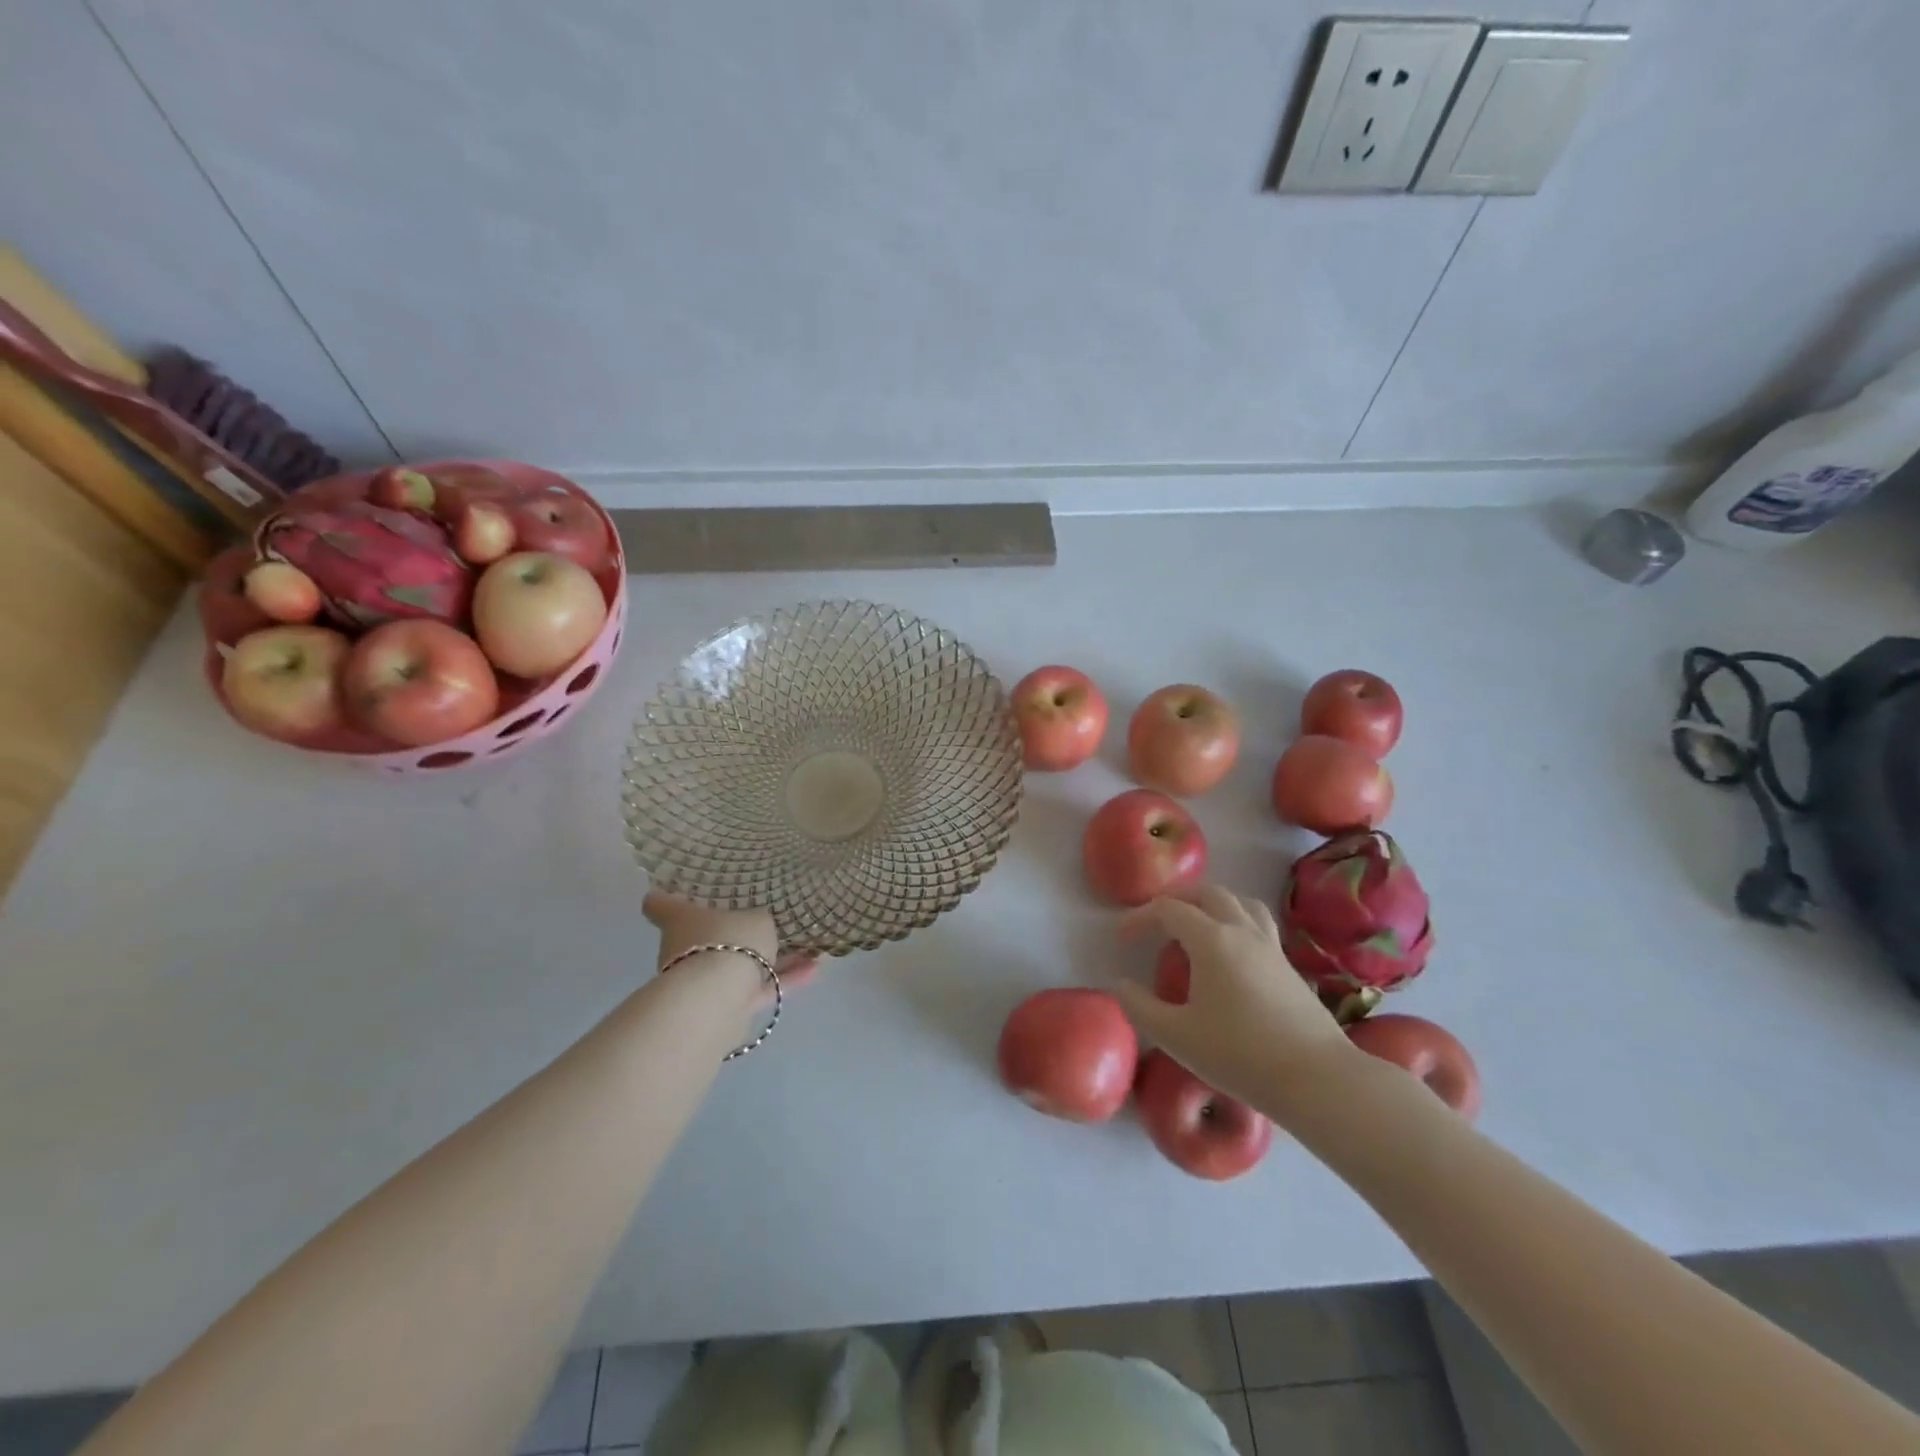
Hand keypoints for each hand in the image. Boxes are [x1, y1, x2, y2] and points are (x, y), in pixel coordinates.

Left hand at [641, 892, 818, 1006]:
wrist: (717, 998)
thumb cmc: (728, 941)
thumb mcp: (755, 919)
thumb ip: (757, 920)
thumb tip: (756, 926)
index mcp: (681, 920)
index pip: (660, 904)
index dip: (666, 896)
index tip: (674, 890)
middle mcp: (684, 950)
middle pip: (706, 937)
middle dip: (735, 934)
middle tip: (765, 924)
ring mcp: (702, 980)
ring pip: (738, 965)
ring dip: (770, 960)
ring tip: (808, 951)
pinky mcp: (723, 1007)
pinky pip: (756, 988)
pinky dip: (783, 980)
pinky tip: (814, 970)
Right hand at [1112, 884, 1351, 1114]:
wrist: (1317, 1079)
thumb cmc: (1239, 1055)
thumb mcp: (1176, 1036)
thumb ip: (1140, 1007)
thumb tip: (1121, 984)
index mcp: (1211, 940)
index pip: (1168, 910)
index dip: (1140, 917)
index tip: (1122, 938)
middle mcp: (1242, 931)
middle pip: (1208, 893)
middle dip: (1177, 900)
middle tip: (1157, 923)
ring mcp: (1271, 946)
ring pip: (1241, 902)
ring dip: (1212, 904)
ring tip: (1196, 926)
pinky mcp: (1289, 966)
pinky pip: (1258, 924)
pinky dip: (1236, 922)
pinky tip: (1231, 954)